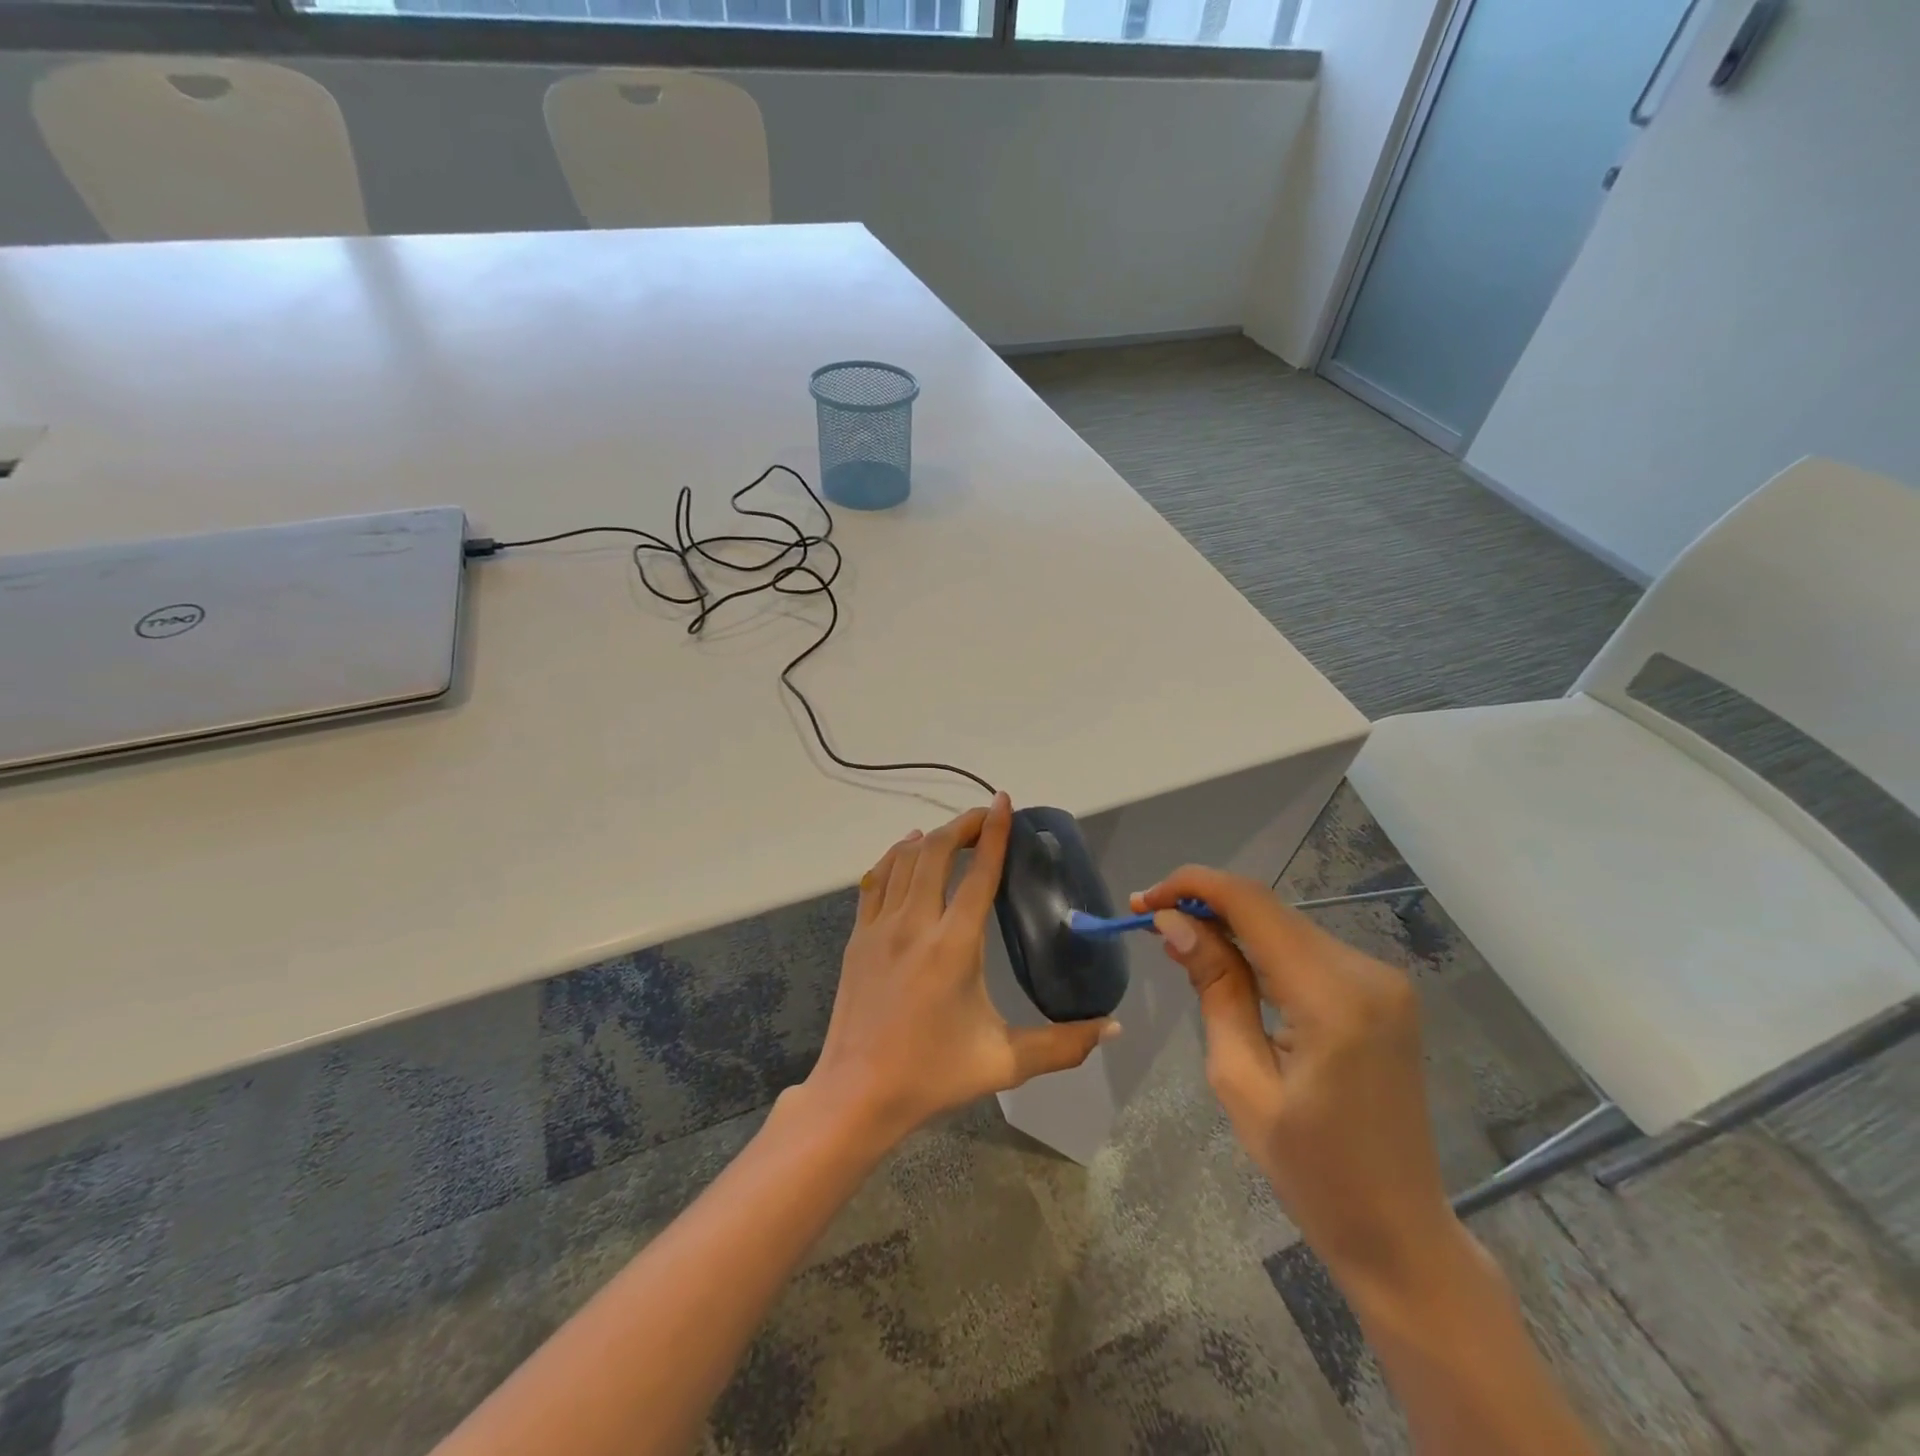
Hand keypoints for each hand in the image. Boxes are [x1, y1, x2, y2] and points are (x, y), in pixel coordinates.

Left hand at [804, 792, 1119, 1149]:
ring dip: (930, 838)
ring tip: (952, 833)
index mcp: (954, 946)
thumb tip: (1113, 1028)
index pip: (979, 873)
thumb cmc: (933, 1075)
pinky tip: (907, 854)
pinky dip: (895, 858)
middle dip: (962, 825)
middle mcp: (915, 924)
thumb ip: (1063, 1044)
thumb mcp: (1005, 1063)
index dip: (994, 832)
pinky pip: (876, 880)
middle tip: (984, 818)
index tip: (1004, 802)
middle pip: (937, 851)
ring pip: (904, 860)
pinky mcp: (858, 937)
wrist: (857, 1095)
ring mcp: (879, 927)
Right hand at [1133, 868, 1456, 1301]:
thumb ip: (1214, 987)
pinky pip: (1306, 949)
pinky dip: (1261, 946)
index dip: (1192, 886)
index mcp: (1333, 997)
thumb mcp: (1240, 1079)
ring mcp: (1382, 979)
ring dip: (1230, 925)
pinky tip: (1229, 964)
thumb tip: (1175, 922)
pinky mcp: (1382, 991)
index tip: (1142, 902)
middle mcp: (1366, 971)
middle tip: (1151, 923)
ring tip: (1180, 944)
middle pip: (1268, 909)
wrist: (1399, 1230)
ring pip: (1285, 925)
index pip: (1252, 904)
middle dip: (1205, 905)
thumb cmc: (1310, 1171)